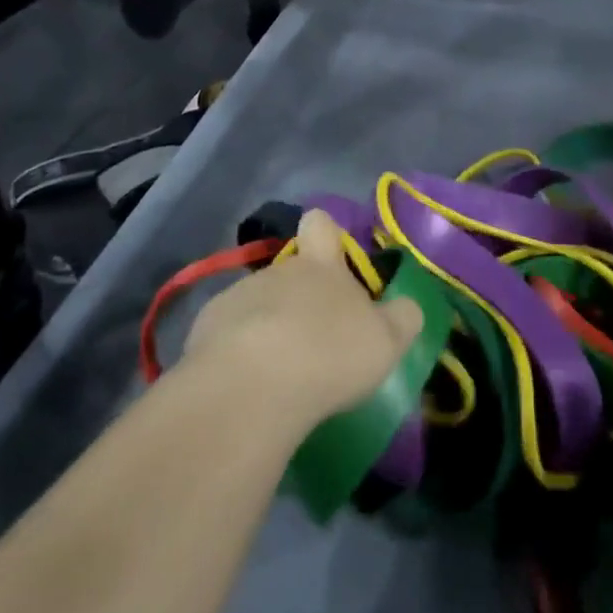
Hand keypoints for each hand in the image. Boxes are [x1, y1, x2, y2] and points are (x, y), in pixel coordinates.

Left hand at [182, 210, 424, 431]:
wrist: (251, 387)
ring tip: (277, 372)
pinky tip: (245, 387)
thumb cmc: (329, 353)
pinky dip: (234, 354)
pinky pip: (225, 335)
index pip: (320, 225)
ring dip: (266, 327)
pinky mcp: (203, 331)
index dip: (325, 232)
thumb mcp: (385, 341)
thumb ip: (401, 319)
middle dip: (298, 298)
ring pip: (256, 303)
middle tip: (313, 341)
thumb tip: (409, 307)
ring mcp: (236, 297)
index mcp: (321, 266)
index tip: (330, 253)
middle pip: (288, 271)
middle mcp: (277, 271)